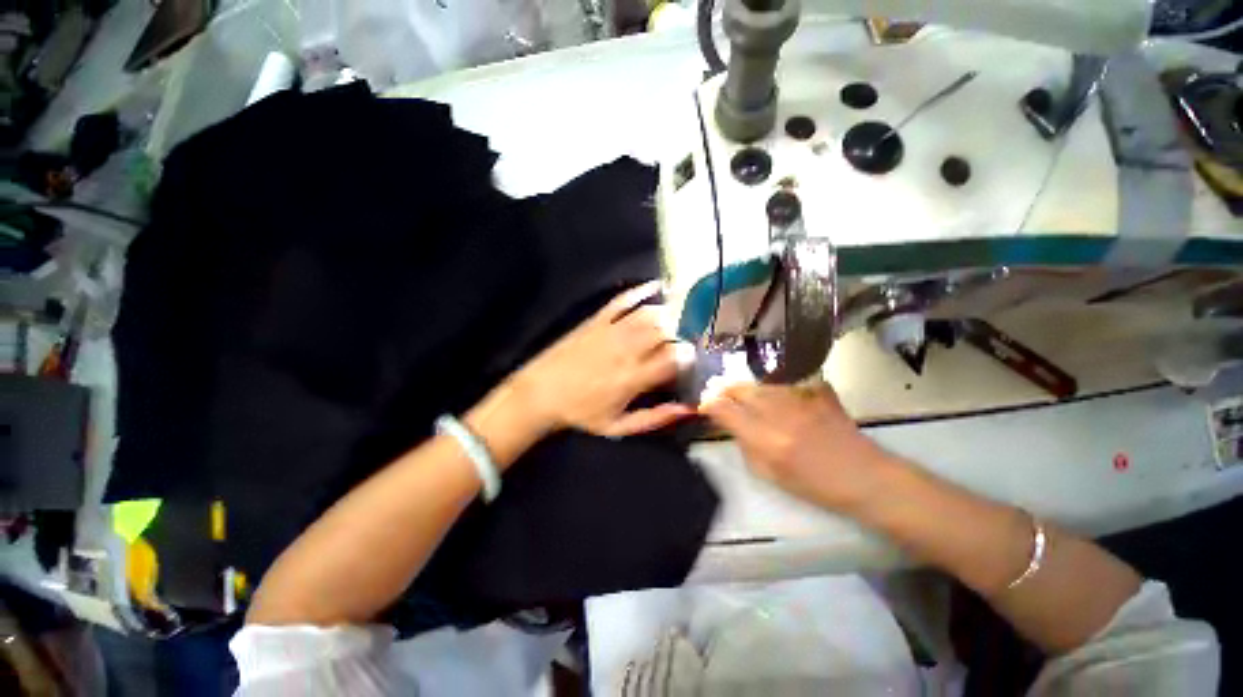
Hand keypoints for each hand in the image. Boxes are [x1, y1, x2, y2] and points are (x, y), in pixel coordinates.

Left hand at [512, 281, 695, 437]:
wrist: (541, 393)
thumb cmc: (581, 413)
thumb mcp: (618, 426)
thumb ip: (655, 418)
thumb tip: (688, 409)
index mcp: (633, 377)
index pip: (673, 358)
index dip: (689, 356)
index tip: (693, 359)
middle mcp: (626, 349)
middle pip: (666, 331)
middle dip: (684, 333)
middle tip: (689, 338)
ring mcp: (611, 331)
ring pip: (649, 314)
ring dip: (669, 314)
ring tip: (679, 318)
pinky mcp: (597, 320)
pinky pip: (622, 300)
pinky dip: (640, 291)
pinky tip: (656, 286)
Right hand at [700, 382, 892, 510]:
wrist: (865, 476)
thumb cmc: (815, 485)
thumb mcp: (769, 474)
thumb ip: (744, 445)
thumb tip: (730, 424)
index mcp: (765, 438)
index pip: (724, 409)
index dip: (709, 404)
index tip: (705, 406)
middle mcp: (778, 412)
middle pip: (739, 388)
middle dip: (724, 391)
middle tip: (722, 398)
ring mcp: (799, 397)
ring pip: (759, 383)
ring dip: (748, 390)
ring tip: (749, 399)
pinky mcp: (816, 390)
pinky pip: (785, 382)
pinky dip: (775, 389)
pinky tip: (779, 399)